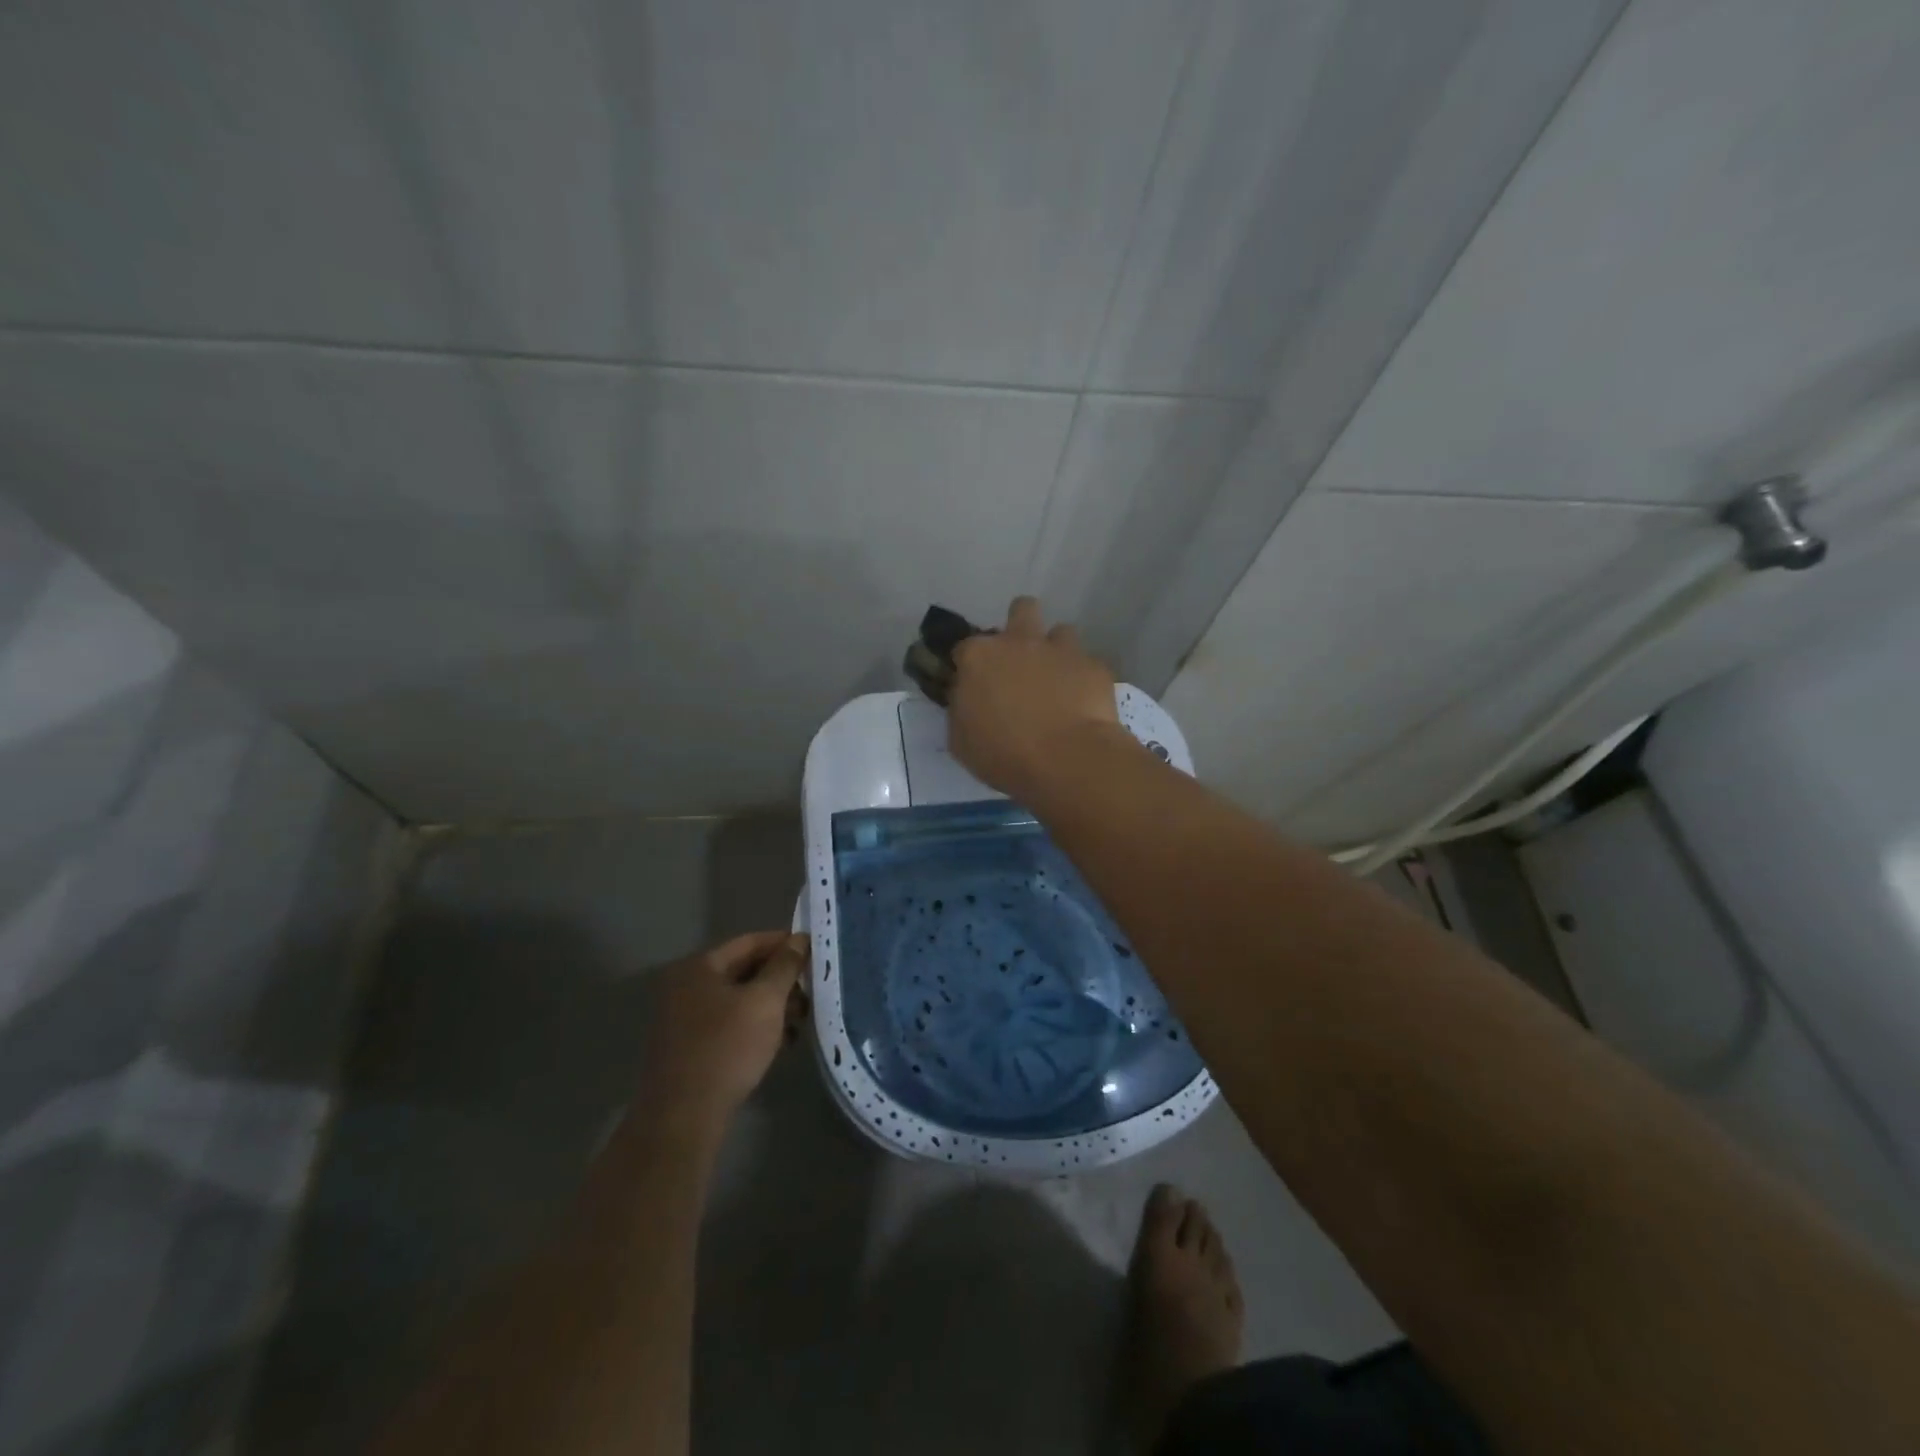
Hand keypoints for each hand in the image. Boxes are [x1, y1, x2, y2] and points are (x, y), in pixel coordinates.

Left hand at [636, 931, 808, 1126]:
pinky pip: (729, 1023)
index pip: (750, 942)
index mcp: (699, 967)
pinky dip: (754, 1026)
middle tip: (811, 991)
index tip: (814, 952)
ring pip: (738, 999)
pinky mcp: (688, 1047)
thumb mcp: (765, 1001)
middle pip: (743, 970)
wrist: (683, 1116)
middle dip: (781, 979)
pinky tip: (780, 1042)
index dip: (784, 944)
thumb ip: (785, 966)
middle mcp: (685, 986)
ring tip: (801, 1020)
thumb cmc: (727, 1047)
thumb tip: (799, 939)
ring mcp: (683, 1018)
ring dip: (771, 1005)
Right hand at [949, 596, 1123, 800]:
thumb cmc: (1004, 754)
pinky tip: (1082, 703)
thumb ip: (961, 709)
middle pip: (1021, 610)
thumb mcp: (961, 741)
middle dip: (1020, 627)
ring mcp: (1061, 650)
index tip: (975, 685)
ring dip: (1056, 652)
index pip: (965, 647)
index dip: (969, 665)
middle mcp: (1020, 641)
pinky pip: (1087, 664)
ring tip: (1057, 682)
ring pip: (1060, 632)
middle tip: (1020, 662)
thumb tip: (966, 698)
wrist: (1067, 760)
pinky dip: (1082, 679)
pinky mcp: (1094, 666)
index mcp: (979, 657)